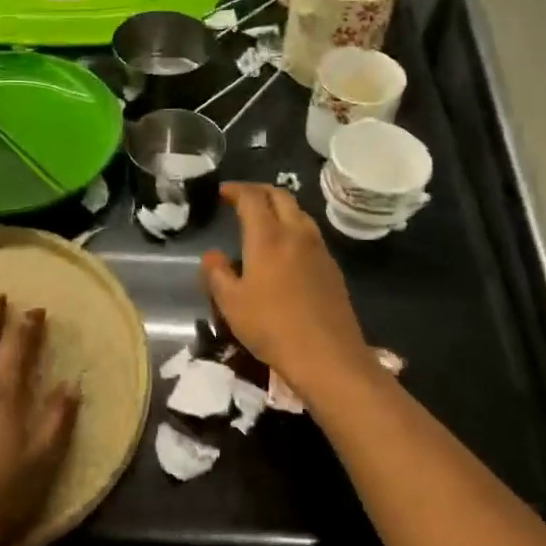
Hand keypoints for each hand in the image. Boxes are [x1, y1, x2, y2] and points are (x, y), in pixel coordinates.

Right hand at [201, 183, 377, 394]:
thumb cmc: (272, 327)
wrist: (328, 355)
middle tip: (242, 198)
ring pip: (299, 213)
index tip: (223, 192)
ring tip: (264, 219)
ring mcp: (319, 249)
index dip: (236, 190)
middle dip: (259, 191)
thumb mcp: (231, 303)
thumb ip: (217, 274)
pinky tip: (286, 248)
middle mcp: (297, 234)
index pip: (252, 198)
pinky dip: (294, 226)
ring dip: (280, 207)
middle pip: (281, 196)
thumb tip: (213, 255)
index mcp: (268, 237)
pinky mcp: (332, 267)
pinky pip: (311, 233)